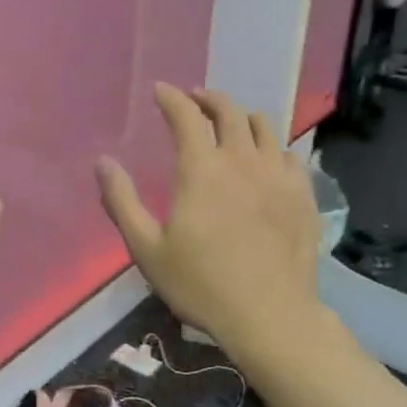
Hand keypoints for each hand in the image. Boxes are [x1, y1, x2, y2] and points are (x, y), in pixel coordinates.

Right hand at [96, 85, 326, 362]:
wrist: (269, 316)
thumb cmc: (200, 284)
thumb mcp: (146, 248)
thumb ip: (121, 201)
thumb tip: (103, 162)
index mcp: (201, 169)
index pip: (186, 115)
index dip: (171, 97)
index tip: (160, 91)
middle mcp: (242, 160)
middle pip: (229, 111)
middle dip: (208, 99)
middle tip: (195, 101)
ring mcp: (278, 176)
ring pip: (264, 127)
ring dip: (242, 118)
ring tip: (231, 124)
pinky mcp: (303, 195)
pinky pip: (289, 154)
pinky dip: (272, 147)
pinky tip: (267, 159)